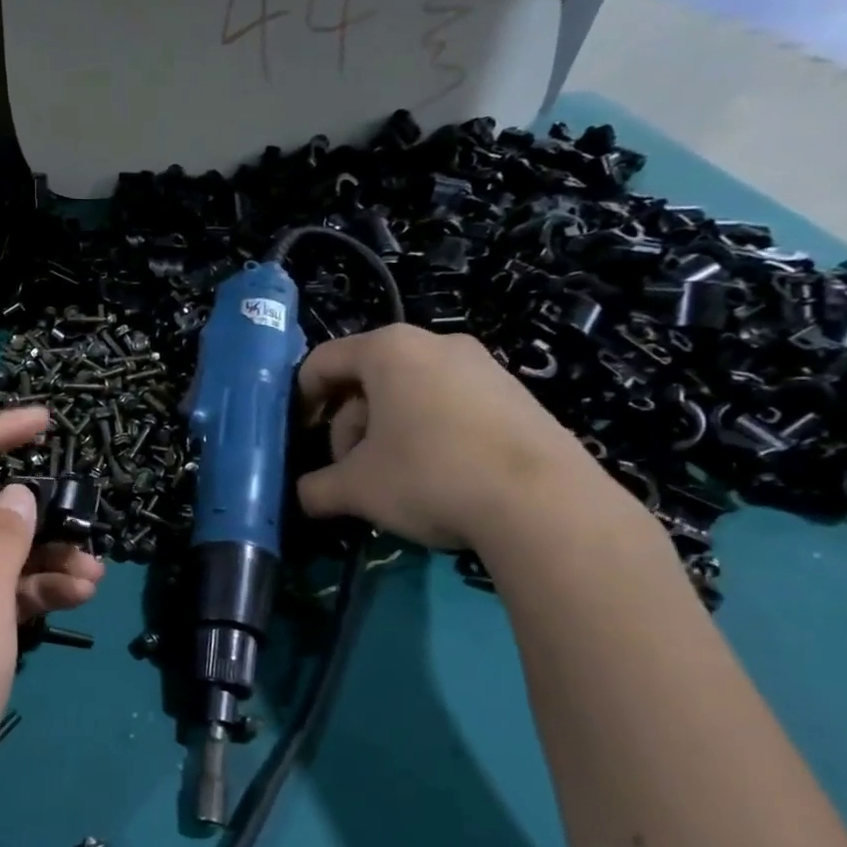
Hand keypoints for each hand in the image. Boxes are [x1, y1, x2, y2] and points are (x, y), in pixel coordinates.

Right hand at [295, 324, 618, 550]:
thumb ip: (316, 488)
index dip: (301, 401)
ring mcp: (482, 366)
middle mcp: (436, 343)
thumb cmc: (429, 475)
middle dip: (348, 427)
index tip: (301, 439)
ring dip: (386, 434)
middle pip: (367, 380)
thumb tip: (304, 496)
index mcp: (389, 350)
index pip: (322, 362)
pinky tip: (438, 478)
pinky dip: (428, 435)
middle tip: (350, 472)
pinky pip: (449, 406)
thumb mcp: (355, 488)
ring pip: (409, 394)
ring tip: (393, 481)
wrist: (544, 503)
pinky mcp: (515, 395)